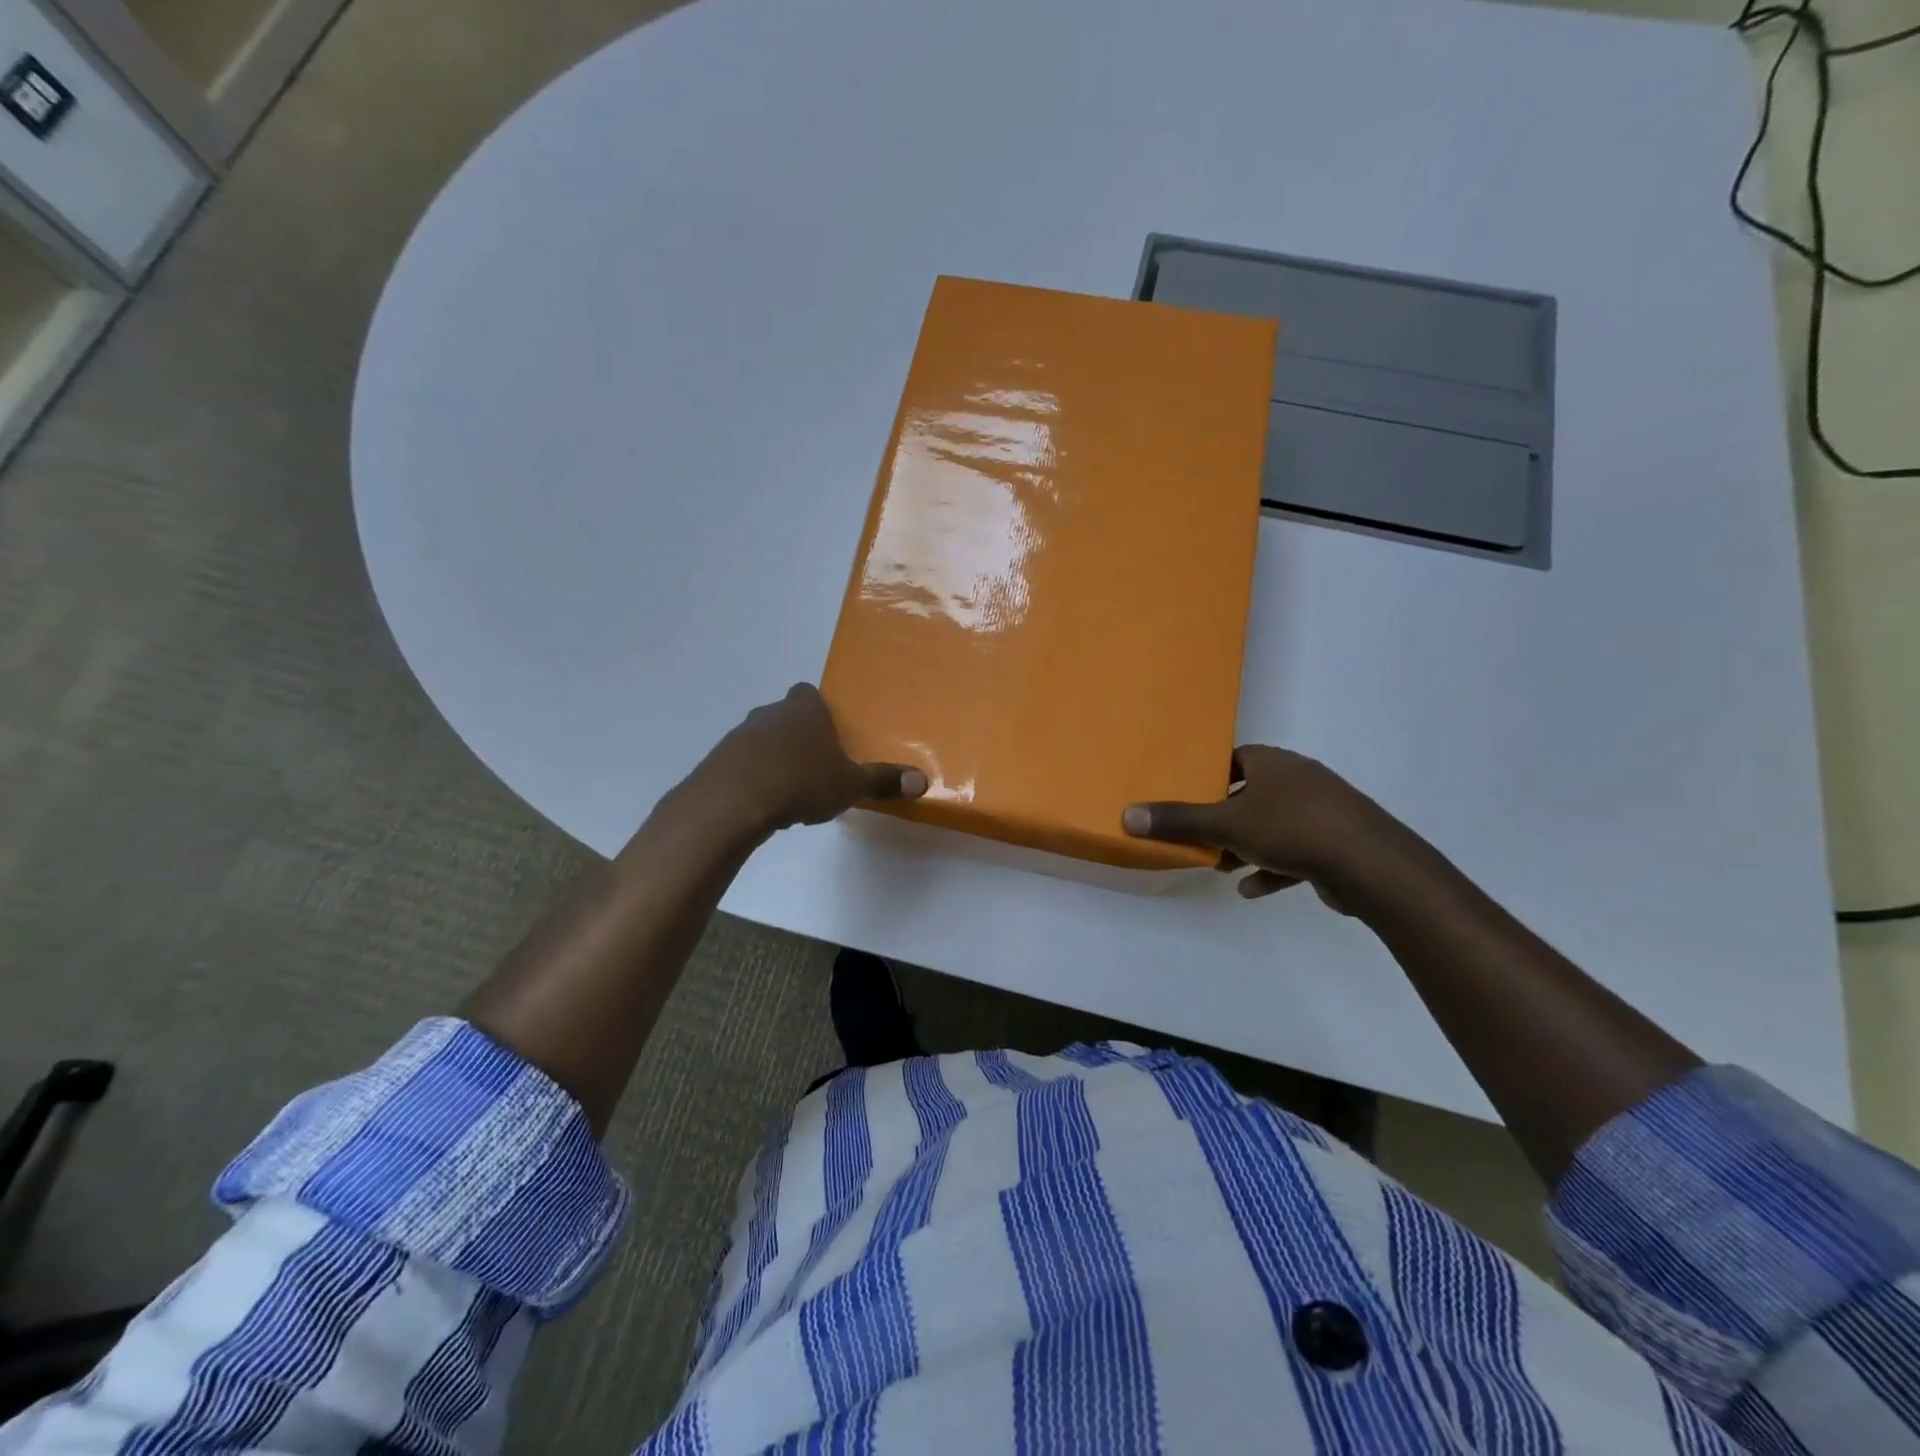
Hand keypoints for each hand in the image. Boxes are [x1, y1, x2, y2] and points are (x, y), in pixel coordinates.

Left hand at [691, 683, 925, 836]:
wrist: (734, 801)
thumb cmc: (802, 781)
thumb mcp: (850, 784)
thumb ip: (883, 780)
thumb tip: (922, 781)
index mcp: (805, 708)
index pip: (810, 694)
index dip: (819, 711)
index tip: (829, 735)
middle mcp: (770, 712)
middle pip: (786, 717)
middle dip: (799, 738)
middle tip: (816, 767)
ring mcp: (739, 735)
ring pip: (762, 741)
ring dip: (774, 760)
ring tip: (791, 792)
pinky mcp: (718, 761)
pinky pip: (742, 765)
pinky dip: (753, 779)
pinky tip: (764, 804)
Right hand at [1122, 746, 1395, 903]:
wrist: (1370, 864)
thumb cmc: (1292, 829)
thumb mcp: (1225, 824)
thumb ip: (1178, 821)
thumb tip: (1127, 815)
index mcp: (1273, 763)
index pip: (1234, 759)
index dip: (1210, 776)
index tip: (1188, 797)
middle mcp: (1299, 779)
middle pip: (1252, 794)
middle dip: (1224, 817)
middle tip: (1199, 836)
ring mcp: (1322, 810)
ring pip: (1273, 825)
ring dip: (1246, 846)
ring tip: (1221, 866)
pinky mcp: (1337, 842)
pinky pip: (1296, 851)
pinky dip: (1272, 868)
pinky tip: (1252, 890)